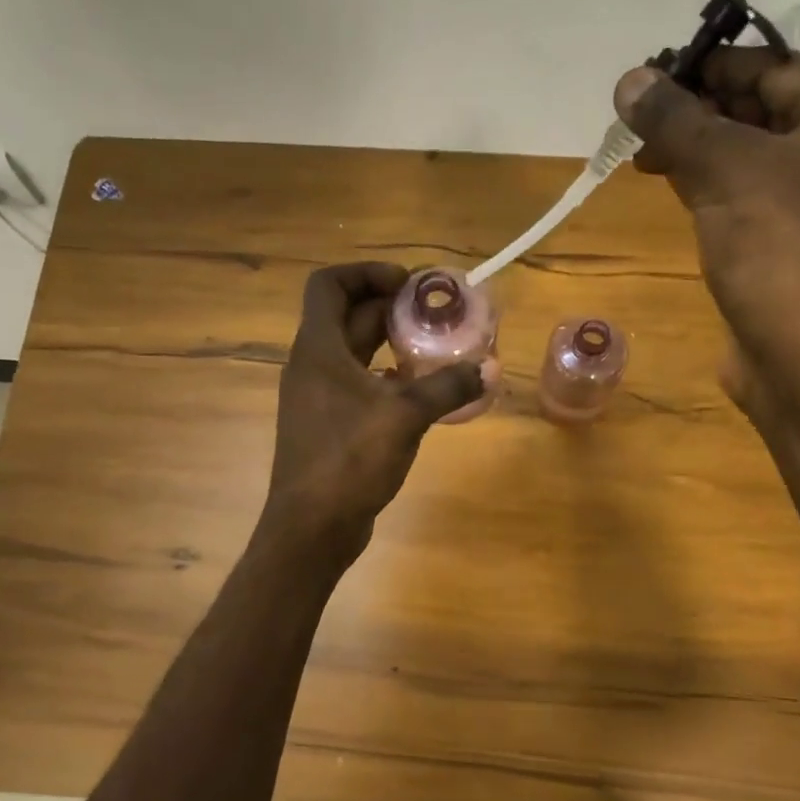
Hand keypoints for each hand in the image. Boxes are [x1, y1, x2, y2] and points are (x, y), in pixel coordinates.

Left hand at [263, 263, 484, 561]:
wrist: (311, 527)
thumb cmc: (349, 460)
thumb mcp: (404, 417)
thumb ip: (447, 387)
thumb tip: (488, 368)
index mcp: (318, 349)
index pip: (329, 285)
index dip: (366, 273)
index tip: (407, 283)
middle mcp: (312, 366)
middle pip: (347, 316)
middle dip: (390, 307)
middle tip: (434, 312)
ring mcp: (318, 397)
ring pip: (354, 352)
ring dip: (389, 342)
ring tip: (432, 346)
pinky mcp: (328, 425)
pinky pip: (357, 384)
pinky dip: (384, 377)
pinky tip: (417, 389)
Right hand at [613, 50, 799, 387]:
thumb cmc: (778, 250)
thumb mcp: (724, 171)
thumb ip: (675, 120)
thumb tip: (629, 79)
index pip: (770, 67)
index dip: (708, 66)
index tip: (650, 76)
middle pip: (757, 109)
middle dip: (696, 109)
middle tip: (638, 116)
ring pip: (745, 153)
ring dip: (695, 147)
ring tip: (642, 151)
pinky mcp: (785, 241)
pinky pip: (741, 193)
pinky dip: (705, 183)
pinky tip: (668, 183)